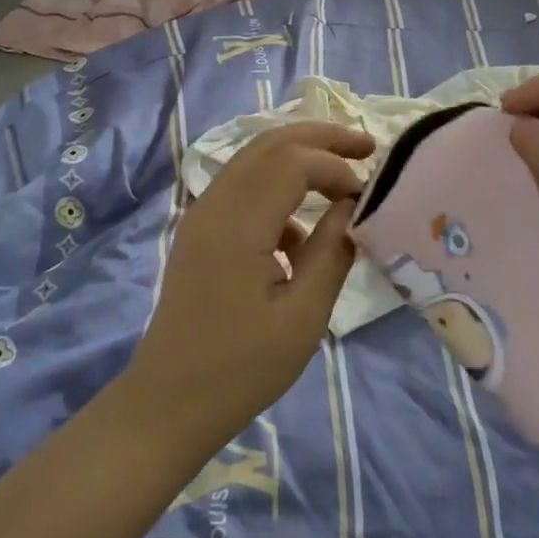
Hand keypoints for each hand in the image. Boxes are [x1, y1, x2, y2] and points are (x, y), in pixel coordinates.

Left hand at [122, 121, 375, 453]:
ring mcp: (202, 214)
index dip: (336, 167)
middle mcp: (215, 203)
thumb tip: (351, 206)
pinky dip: (277, 192)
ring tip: (342, 178)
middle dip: (320, 137)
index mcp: (238, 222)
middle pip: (270, 143)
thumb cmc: (241, 368)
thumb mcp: (302, 317)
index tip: (368, 194)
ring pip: (254, 160)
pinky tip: (300, 239)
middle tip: (366, 145)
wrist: (170, 400)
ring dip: (298, 158)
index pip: (293, 161)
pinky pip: (243, 189)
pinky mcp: (200, 230)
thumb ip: (332, 253)